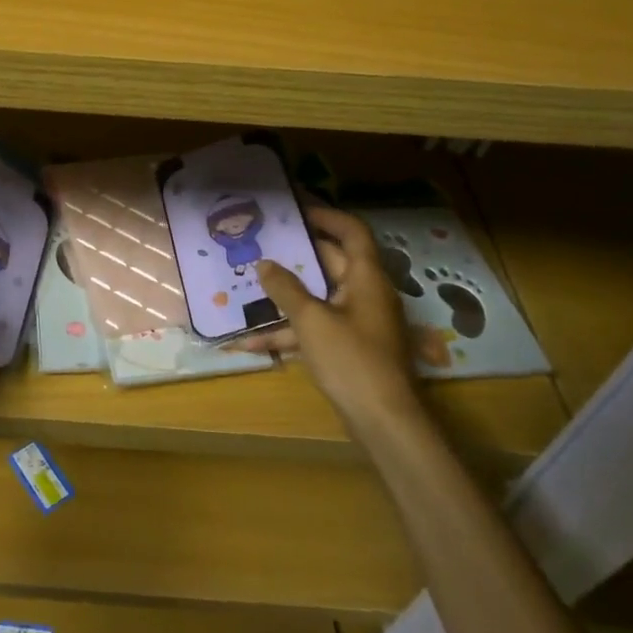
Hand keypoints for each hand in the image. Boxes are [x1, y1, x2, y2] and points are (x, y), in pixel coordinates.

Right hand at [234, 204, 421, 433]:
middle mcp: (365, 294)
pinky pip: (315, 329)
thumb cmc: (351, 360)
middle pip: (330, 263)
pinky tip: (251, 341)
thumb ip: (285, 289)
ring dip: (286, 295)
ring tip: (248, 284)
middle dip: (295, 254)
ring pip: (318, 298)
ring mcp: (357, 323)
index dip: (327, 216)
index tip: (295, 209)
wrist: (384, 423)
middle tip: (262, 241)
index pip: (352, 232)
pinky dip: (289, 332)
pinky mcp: (348, 349)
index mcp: (366, 278)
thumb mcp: (311, 320)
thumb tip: (264, 264)